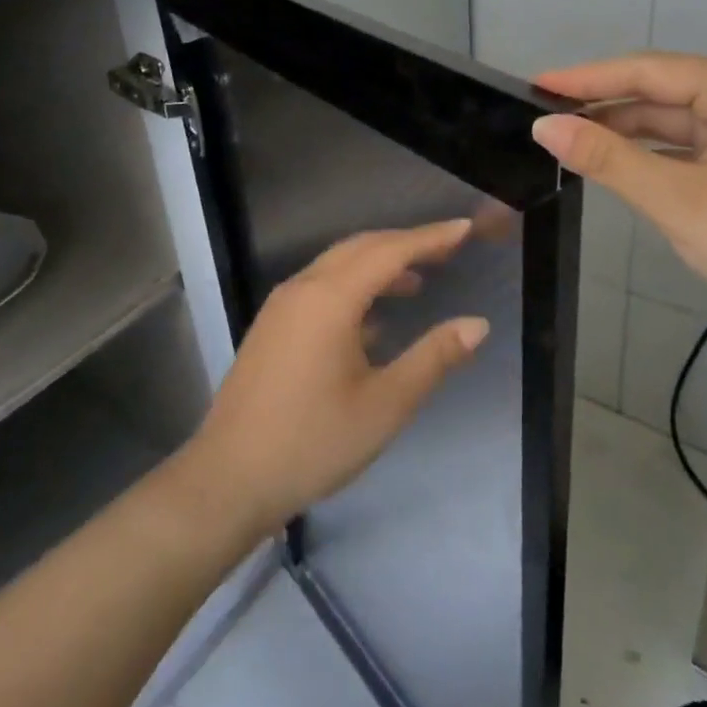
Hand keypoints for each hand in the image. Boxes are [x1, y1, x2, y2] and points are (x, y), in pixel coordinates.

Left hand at [185, 220, 489, 533]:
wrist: (229, 479)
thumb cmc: (313, 442)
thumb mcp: (385, 405)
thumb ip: (434, 358)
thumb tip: (477, 324)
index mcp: (330, 299)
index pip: (390, 251)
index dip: (431, 237)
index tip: (465, 227)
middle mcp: (302, 289)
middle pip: (361, 248)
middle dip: (405, 243)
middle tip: (448, 249)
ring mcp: (282, 307)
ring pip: (337, 266)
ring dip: (379, 265)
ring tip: (418, 282)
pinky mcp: (272, 328)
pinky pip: (320, 288)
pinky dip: (354, 287)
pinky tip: (374, 319)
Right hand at [532, 53, 706, 338]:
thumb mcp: (679, 200)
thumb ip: (609, 159)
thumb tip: (545, 128)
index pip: (649, 71)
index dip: (588, 78)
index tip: (535, 85)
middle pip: (663, 93)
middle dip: (606, 107)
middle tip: (547, 120)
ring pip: (676, 122)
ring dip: (628, 133)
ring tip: (573, 142)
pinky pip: (694, 146)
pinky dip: (656, 155)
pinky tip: (622, 165)